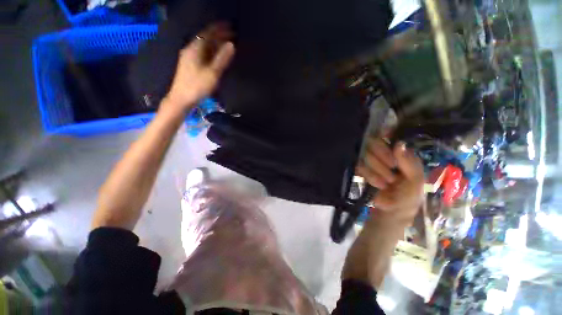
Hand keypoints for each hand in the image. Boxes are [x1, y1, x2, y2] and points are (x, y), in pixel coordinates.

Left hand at [164, 24, 234, 111]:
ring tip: (227, 44)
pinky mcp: (190, 65)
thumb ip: (222, 59)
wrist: (182, 98)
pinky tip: (217, 55)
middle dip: (219, 36)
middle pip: (206, 38)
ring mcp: (189, 57)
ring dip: (216, 44)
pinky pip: (203, 53)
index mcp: (195, 48)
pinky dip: (212, 52)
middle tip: (232, 36)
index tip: (230, 26)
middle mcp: (191, 49)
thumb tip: (231, 45)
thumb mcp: (212, 73)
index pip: (208, 33)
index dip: (219, 29)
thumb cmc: (197, 86)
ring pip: (204, 46)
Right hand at [356, 139, 424, 227]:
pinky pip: (359, 165)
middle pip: (375, 147)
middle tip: (390, 180)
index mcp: (403, 155)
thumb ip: (409, 163)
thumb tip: (398, 143)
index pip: (390, 143)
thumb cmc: (407, 198)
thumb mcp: (415, 182)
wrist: (388, 212)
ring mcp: (373, 161)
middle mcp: (386, 155)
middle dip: (382, 166)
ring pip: (366, 156)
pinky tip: (373, 184)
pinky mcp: (362, 168)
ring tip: (383, 186)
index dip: (389, 153)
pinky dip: (367, 175)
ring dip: (374, 173)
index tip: (392, 165)